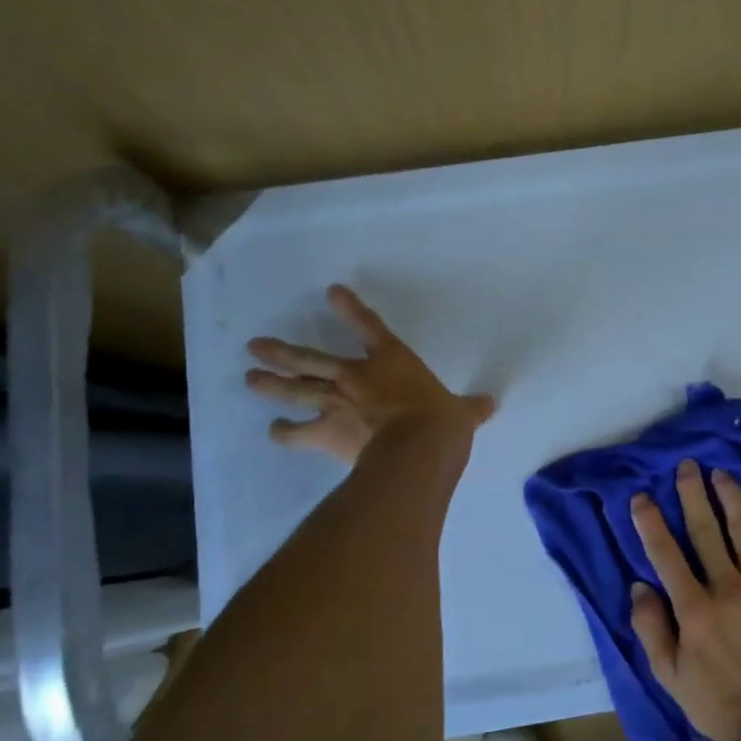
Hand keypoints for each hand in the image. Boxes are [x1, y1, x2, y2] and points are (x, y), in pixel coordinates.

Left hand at [245, 285, 494, 464]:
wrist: (417, 448)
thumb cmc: (442, 421)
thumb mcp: (463, 413)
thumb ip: (471, 408)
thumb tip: (490, 404)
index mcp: (392, 361)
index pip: (369, 327)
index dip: (350, 308)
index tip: (332, 291)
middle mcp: (356, 377)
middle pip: (310, 359)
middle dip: (282, 352)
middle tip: (255, 346)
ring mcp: (336, 403)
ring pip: (295, 389)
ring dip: (271, 384)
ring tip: (250, 378)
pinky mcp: (326, 433)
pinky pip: (298, 433)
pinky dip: (285, 434)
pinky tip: (274, 432)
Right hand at [627, 459, 740, 740]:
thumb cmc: (717, 702)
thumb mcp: (668, 676)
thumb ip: (651, 629)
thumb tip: (639, 587)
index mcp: (694, 609)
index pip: (665, 554)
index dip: (650, 522)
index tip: (641, 496)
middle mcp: (728, 589)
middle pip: (706, 530)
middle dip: (692, 494)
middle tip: (687, 465)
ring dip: (732, 499)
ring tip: (722, 475)